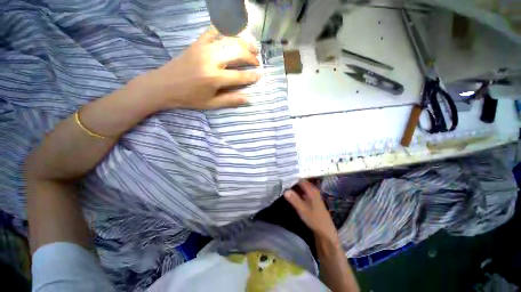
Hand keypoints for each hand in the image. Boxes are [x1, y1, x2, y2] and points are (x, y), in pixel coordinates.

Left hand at [137, 28, 260, 109]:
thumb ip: (231, 100)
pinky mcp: (197, 43)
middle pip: (237, 52)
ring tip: (252, 47)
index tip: (260, 75)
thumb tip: (249, 99)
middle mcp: (211, 60)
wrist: (163, 85)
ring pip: (229, 39)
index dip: (252, 76)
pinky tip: (233, 34)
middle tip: (257, 61)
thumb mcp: (211, 104)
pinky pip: (213, 31)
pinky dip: (225, 30)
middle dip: (251, 56)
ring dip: (243, 42)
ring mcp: (203, 48)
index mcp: (214, 78)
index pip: (239, 76)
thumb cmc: (189, 98)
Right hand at [284, 180, 339, 244]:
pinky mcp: (310, 199)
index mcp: (312, 190)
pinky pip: (301, 191)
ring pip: (300, 187)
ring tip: (282, 185)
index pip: (300, 179)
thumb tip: (285, 191)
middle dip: (291, 181)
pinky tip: (289, 192)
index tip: (282, 177)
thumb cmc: (315, 220)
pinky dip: (295, 191)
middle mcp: (312, 190)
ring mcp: (311, 194)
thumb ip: (294, 200)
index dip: (291, 178)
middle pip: (300, 182)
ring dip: (292, 186)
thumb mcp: (303, 210)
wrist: (325, 231)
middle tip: (280, 181)